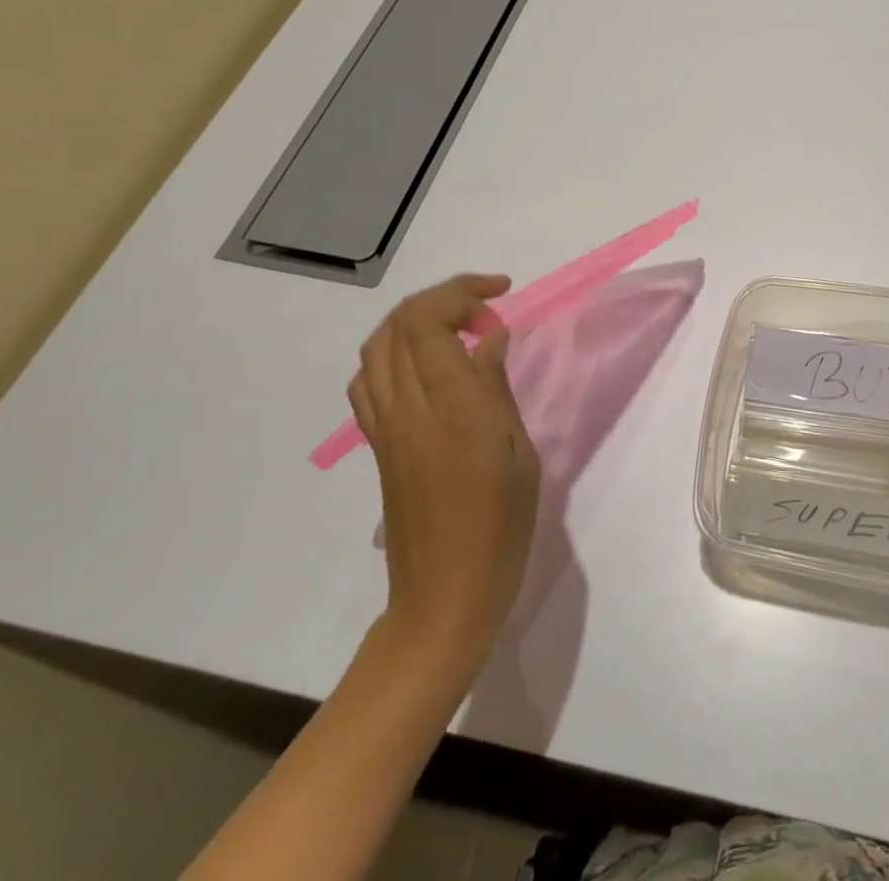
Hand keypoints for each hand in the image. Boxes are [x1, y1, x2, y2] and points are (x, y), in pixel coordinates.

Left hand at [348, 274, 539, 659]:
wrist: (445, 597)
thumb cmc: (500, 527)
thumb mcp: (519, 451)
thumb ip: (496, 387)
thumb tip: (489, 337)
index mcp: (451, 407)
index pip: (428, 322)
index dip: (461, 292)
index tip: (502, 297)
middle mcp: (407, 408)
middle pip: (399, 324)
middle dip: (442, 299)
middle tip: (487, 311)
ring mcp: (385, 428)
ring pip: (377, 348)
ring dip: (415, 322)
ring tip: (458, 329)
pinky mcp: (378, 446)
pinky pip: (370, 382)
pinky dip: (395, 354)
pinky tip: (427, 369)